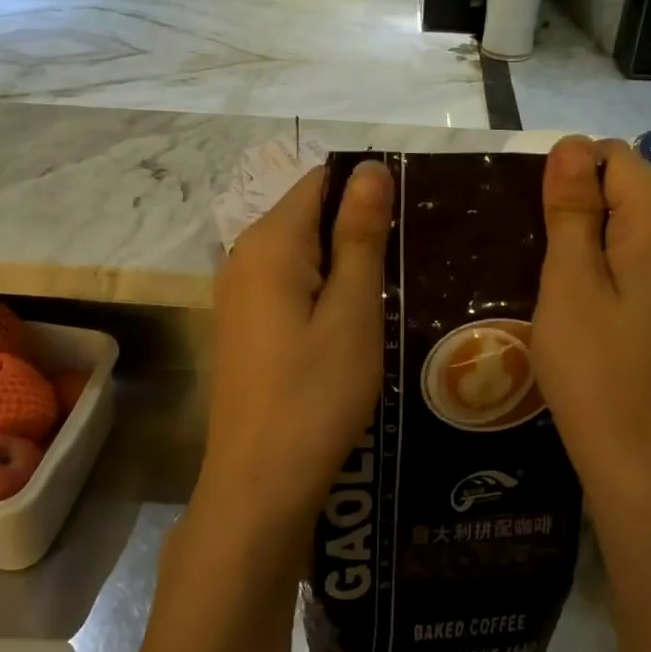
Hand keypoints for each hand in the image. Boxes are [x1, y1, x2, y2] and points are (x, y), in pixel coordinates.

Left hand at [197, 160, 393, 542]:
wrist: (259, 483)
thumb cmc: (314, 396)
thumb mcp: (351, 312)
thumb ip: (359, 236)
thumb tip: (369, 168)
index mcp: (269, 243)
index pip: (319, 182)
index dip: (366, 189)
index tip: (411, 216)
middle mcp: (243, 256)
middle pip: (308, 215)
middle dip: (358, 227)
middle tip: (412, 258)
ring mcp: (238, 294)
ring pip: (301, 253)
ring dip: (345, 262)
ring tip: (394, 288)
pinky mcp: (244, 325)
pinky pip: (289, 285)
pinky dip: (323, 290)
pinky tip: (356, 320)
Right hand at [532, 137, 650, 496]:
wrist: (636, 453)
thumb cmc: (594, 367)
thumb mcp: (569, 281)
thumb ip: (572, 208)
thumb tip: (572, 143)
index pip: (613, 157)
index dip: (568, 174)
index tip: (535, 219)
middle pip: (624, 187)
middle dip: (576, 205)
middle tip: (536, 253)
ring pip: (627, 224)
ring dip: (585, 236)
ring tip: (549, 276)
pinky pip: (635, 257)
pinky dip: (603, 263)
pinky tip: (577, 299)